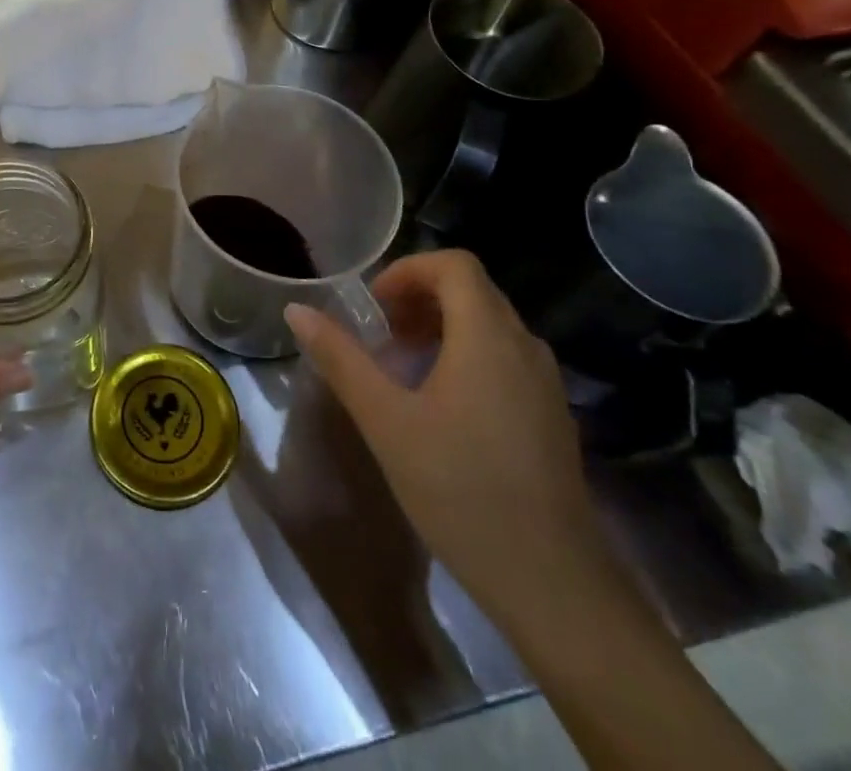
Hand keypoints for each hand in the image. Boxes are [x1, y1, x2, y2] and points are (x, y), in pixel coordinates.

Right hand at [285, 250, 610, 626]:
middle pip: (472, 291)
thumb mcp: (385, 421)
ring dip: (441, 328)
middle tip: (380, 336)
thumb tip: (297, 310)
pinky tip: (441, 407)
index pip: (454, 264)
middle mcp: (525, 348)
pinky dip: (467, 356)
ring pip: (490, 325)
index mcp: (488, 337)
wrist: (554, 587)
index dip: (408, 271)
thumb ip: (340, 358)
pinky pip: (505, 359)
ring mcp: (545, 384)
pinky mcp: (551, 418)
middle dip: (419, 299)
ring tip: (403, 369)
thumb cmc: (461, 490)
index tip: (374, 308)